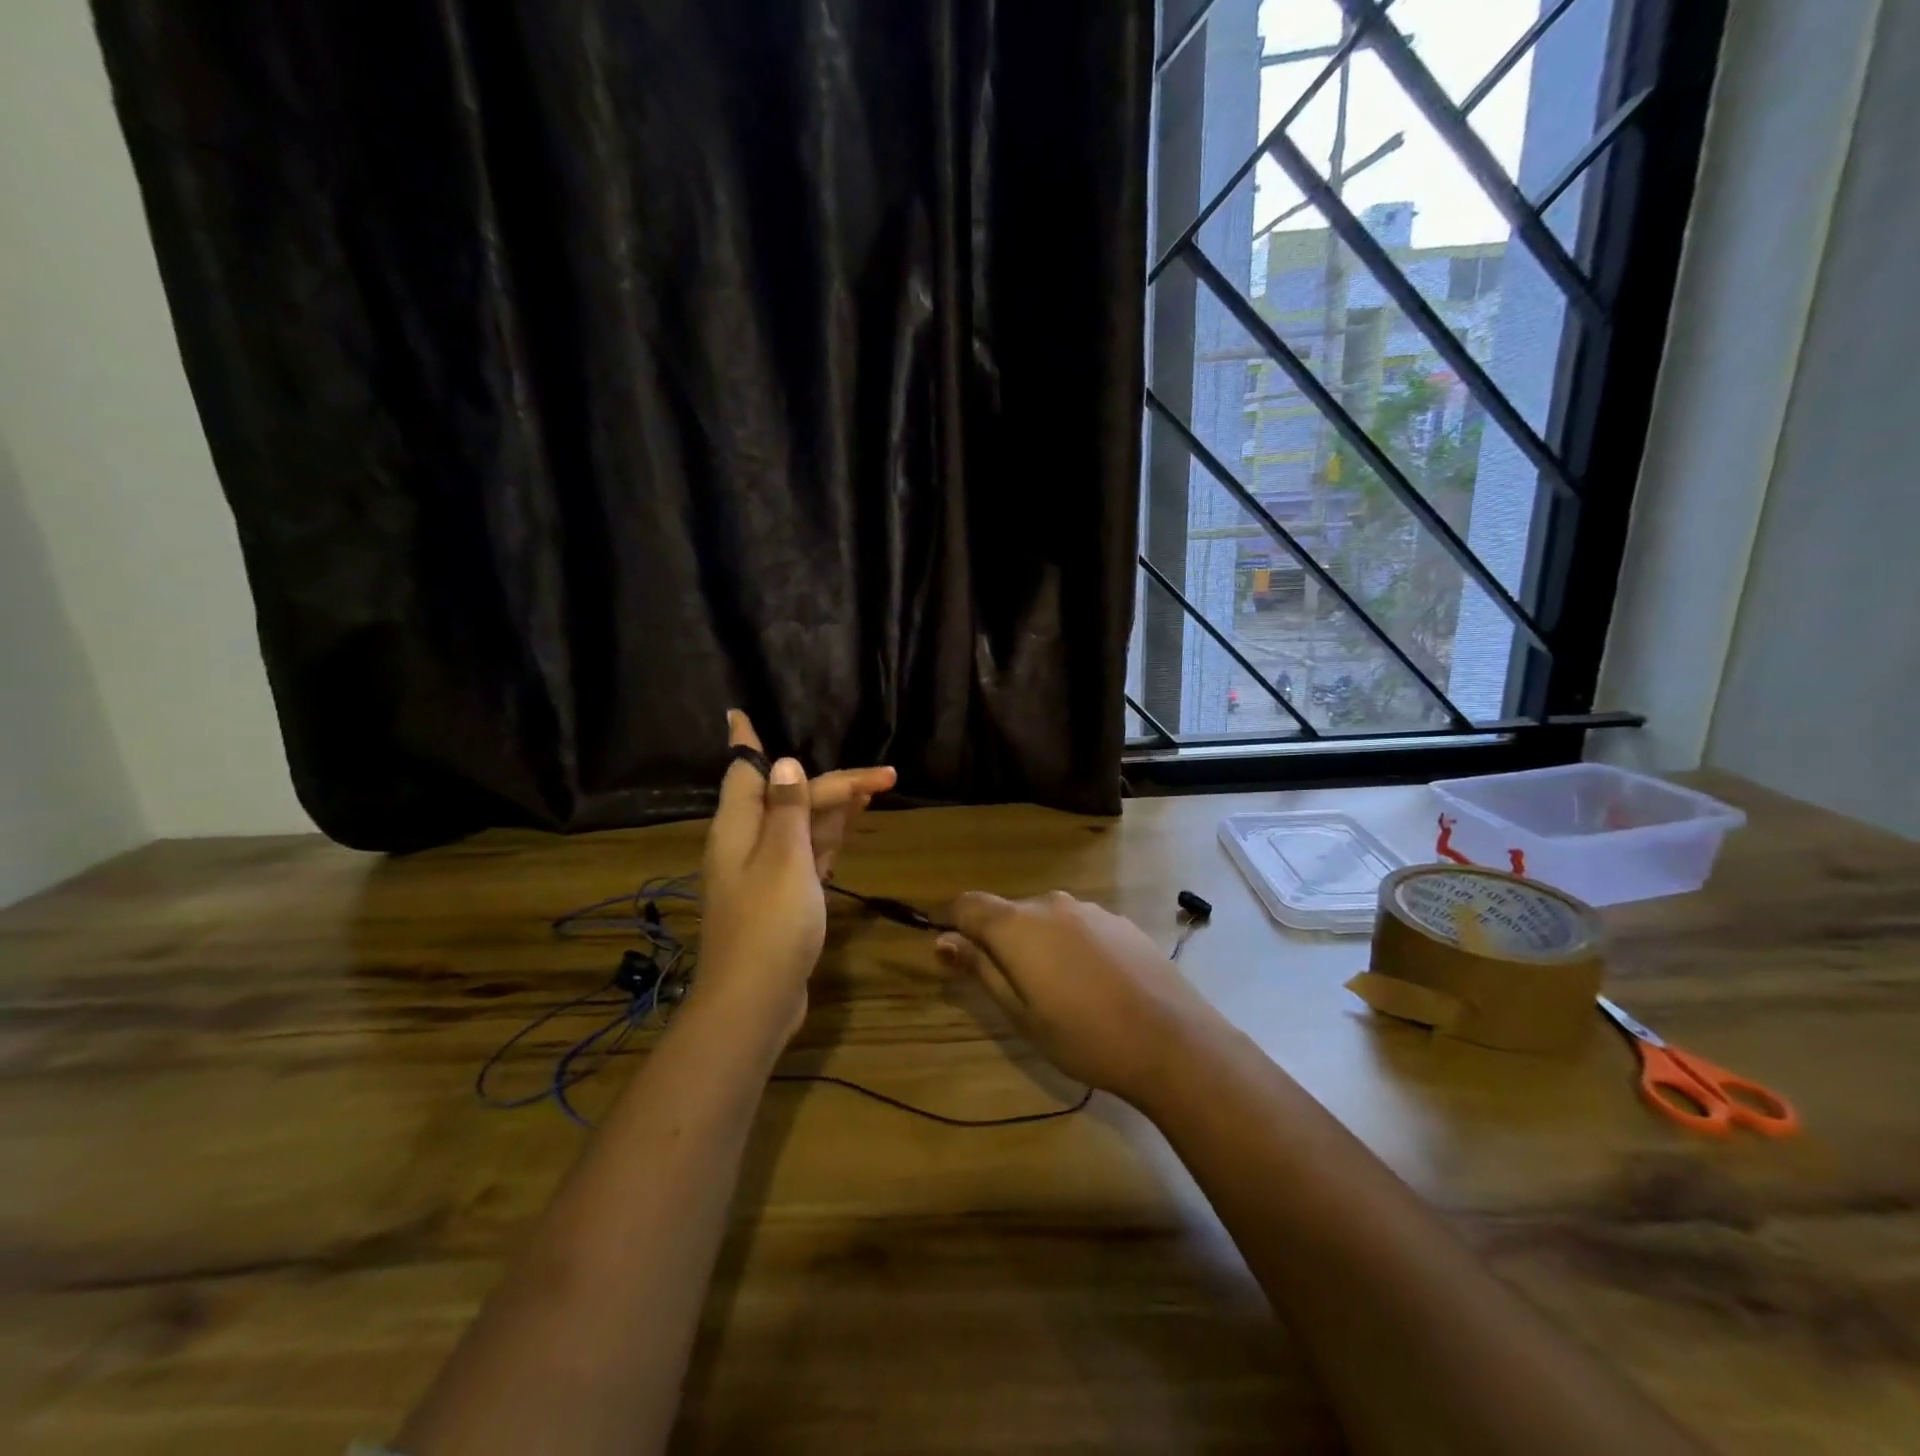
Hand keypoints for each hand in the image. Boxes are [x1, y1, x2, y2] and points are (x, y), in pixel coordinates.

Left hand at [697, 711, 894, 1042]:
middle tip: (886, 776)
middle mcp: (748, 844)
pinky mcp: (783, 898)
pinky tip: (850, 828)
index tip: (739, 712)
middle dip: (834, 784)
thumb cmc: (769, 923)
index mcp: (739, 828)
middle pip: (790, 798)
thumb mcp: (783, 858)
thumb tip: (787, 763)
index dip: (747, 741)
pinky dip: (829, 838)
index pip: (744, 771)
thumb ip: (788, 809)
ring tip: (875, 790)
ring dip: (835, 807)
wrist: (755, 1001)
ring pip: (802, 826)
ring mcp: (766, 873)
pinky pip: (808, 854)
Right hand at [935, 891, 1219, 1105]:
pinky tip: (1091, 982)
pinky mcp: (1119, 921)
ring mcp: (1089, 909)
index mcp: (1017, 925)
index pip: (967, 904)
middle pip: (1007, 912)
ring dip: (1036, 942)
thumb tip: (943, 940)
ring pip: (1045, 918)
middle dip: (997, 939)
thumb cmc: (1083, 1036)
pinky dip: (1069, 943)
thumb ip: (980, 969)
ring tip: (1056, 990)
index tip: (948, 947)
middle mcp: (1050, 904)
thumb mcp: (1020, 1014)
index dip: (951, 921)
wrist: (1172, 1040)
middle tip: (1009, 988)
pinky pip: (1077, 924)